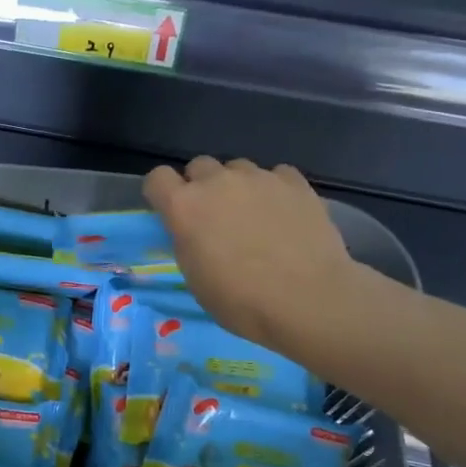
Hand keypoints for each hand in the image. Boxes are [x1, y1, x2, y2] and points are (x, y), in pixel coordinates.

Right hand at [144, 157, 357, 351]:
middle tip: (215, 216)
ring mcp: (259, 178)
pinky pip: (276, 174)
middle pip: (199, 166)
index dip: (162, 193)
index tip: (171, 211)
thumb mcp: (195, 277)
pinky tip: (284, 213)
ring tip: (254, 215)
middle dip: (201, 186)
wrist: (307, 300)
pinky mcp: (294, 182)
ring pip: (238, 168)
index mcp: (184, 207)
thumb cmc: (241, 301)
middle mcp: (217, 182)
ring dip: (238, 186)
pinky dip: (274, 189)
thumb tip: (193, 230)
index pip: (158, 178)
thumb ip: (187, 241)